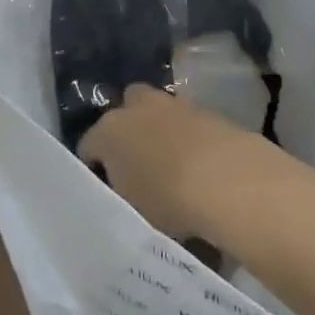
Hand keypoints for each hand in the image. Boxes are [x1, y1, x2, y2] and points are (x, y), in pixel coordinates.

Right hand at [79, 85, 272, 242]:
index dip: (94, 166)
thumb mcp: (131, 210)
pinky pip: (187, 122)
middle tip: (136, 164)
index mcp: (109, 131)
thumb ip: (120, 196)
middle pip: (125, 110)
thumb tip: (123, 191)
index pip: (88, 144)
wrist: (226, 179)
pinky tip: (197, 165)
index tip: (103, 187)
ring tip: (171, 167)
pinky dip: (188, 137)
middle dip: (128, 130)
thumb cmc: (166, 199)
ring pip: (159, 112)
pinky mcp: (206, 109)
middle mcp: (138, 107)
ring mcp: (174, 104)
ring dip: (161, 131)